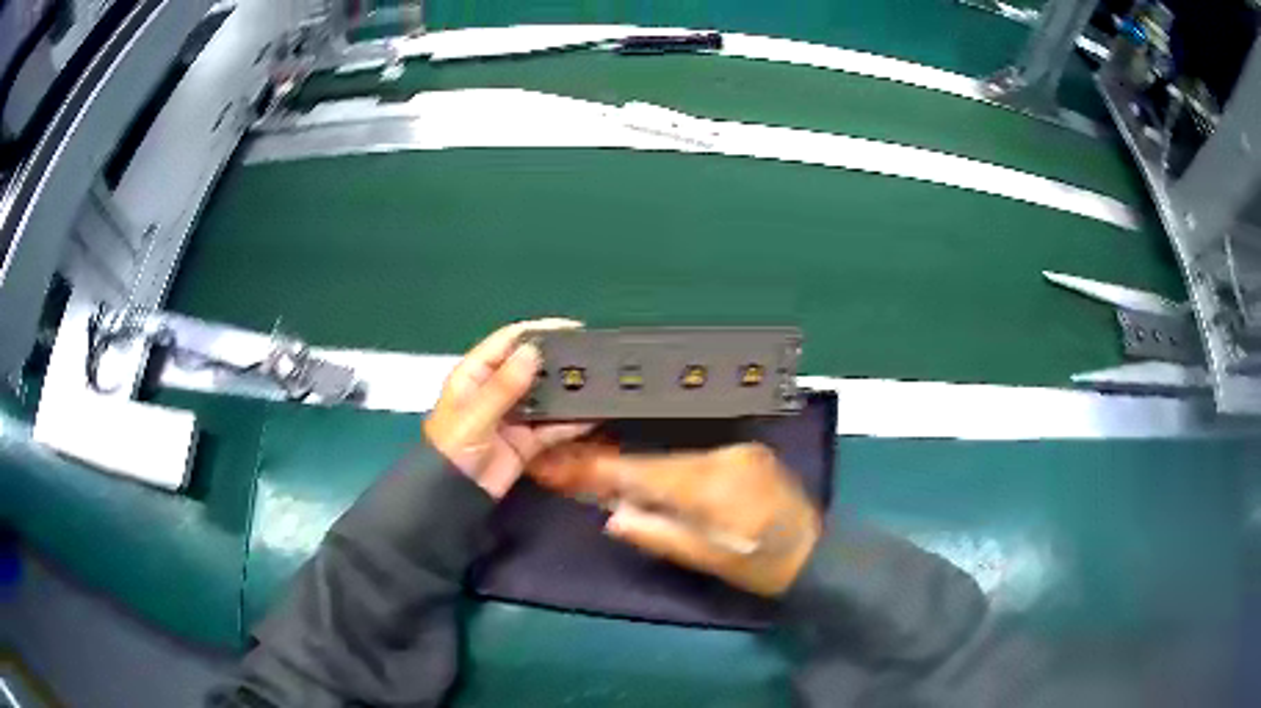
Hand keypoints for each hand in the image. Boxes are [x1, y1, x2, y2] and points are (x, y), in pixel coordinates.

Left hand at [424, 320, 591, 498]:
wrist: (455, 496)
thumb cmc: (453, 449)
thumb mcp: (475, 415)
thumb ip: (503, 386)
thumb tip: (533, 351)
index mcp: (475, 375)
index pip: (507, 342)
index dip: (537, 331)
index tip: (570, 328)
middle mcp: (496, 390)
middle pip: (530, 367)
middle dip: (558, 361)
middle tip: (592, 357)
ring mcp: (514, 416)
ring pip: (545, 396)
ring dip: (567, 392)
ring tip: (599, 383)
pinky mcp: (527, 440)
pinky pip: (552, 426)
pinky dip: (570, 423)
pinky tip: (592, 416)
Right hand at [529, 442, 821, 595]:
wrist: (816, 552)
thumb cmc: (760, 567)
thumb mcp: (707, 560)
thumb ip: (657, 534)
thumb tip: (612, 513)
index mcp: (714, 486)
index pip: (642, 472)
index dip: (597, 468)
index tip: (555, 464)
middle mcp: (724, 456)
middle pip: (654, 459)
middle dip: (609, 465)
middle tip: (565, 466)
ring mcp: (738, 448)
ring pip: (672, 456)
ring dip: (637, 466)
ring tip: (596, 471)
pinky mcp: (745, 450)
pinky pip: (692, 456)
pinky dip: (665, 466)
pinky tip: (644, 474)